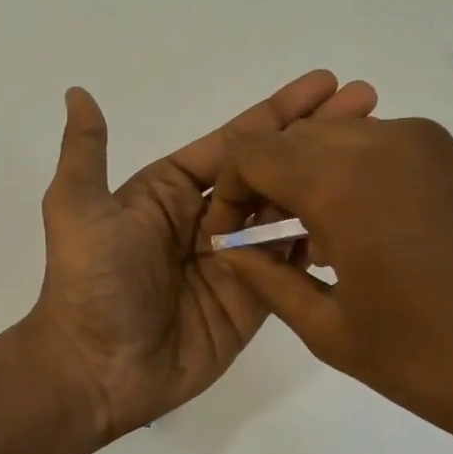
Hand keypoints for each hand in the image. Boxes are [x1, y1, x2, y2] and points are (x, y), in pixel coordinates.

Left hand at [25, 71, 377, 440]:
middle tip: (369, 103)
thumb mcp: (77, 208)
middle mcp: (205, 220)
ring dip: (326, 183)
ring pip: (285, 213)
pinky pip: (289, 265)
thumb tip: (77, 92)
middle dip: (314, 137)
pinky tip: (360, 215)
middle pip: (269, 171)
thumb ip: (87, 152)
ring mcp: (233, 261)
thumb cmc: (90, 283)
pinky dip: (319, 239)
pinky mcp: (251, 301)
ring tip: (376, 152)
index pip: (233, 143)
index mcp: (168, 192)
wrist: (97, 370)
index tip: (326, 83)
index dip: (278, 112)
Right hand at [206, 116, 452, 453]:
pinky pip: (377, 148)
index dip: (229, 191)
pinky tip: (353, 231)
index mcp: (342, 180)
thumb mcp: (328, 329)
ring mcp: (425, 146)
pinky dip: (348, 175)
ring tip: (307, 239)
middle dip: (266, 181)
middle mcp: (382, 142)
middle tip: (263, 238)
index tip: (231, 235)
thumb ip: (266, 280)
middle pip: (294, 139)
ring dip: (307, 175)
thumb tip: (229, 251)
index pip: (254, 154)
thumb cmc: (426, 360)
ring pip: (336, 138)